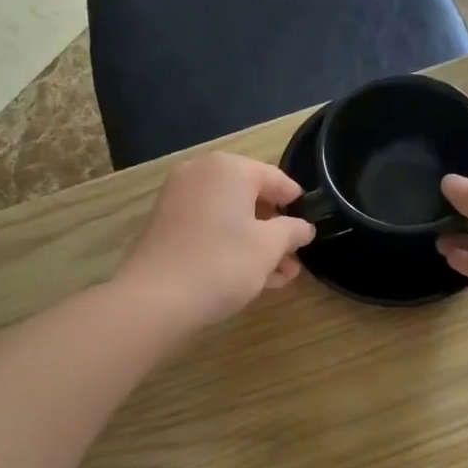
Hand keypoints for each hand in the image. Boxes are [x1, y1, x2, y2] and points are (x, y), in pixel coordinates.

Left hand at [118, 154, 315, 329]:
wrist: (157, 298)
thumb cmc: (223, 263)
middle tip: (295, 259)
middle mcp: (201, 174)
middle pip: (250, 199)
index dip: (296, 203)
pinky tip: (251, 278)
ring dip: (257, 244)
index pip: (275, 178)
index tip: (310, 227)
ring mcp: (178, 200)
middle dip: (275, 231)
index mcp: (229, 168)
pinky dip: (230, 246)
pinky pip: (209, 229)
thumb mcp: (270, 247)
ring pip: (230, 218)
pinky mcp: (166, 226)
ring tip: (279, 277)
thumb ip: (292, 231)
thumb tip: (304, 227)